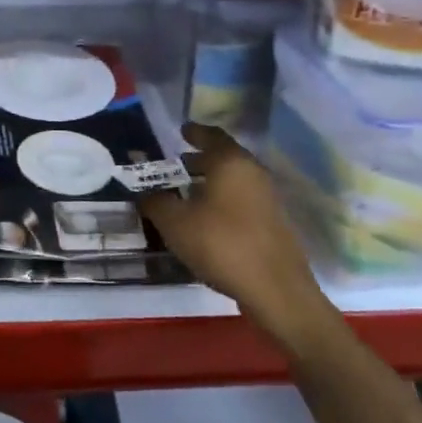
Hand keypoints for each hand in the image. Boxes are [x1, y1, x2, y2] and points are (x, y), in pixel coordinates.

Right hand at [139, 123, 330, 341]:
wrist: (276, 292)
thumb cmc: (221, 244)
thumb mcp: (175, 223)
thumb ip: (156, 202)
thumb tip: (145, 194)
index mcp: (232, 163)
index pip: (212, 136)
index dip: (194, 132)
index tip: (181, 131)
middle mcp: (254, 174)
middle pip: (224, 158)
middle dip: (199, 160)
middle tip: (176, 165)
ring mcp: (269, 200)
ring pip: (234, 182)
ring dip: (211, 183)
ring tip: (187, 194)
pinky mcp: (274, 225)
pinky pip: (242, 202)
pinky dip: (223, 202)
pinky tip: (206, 221)